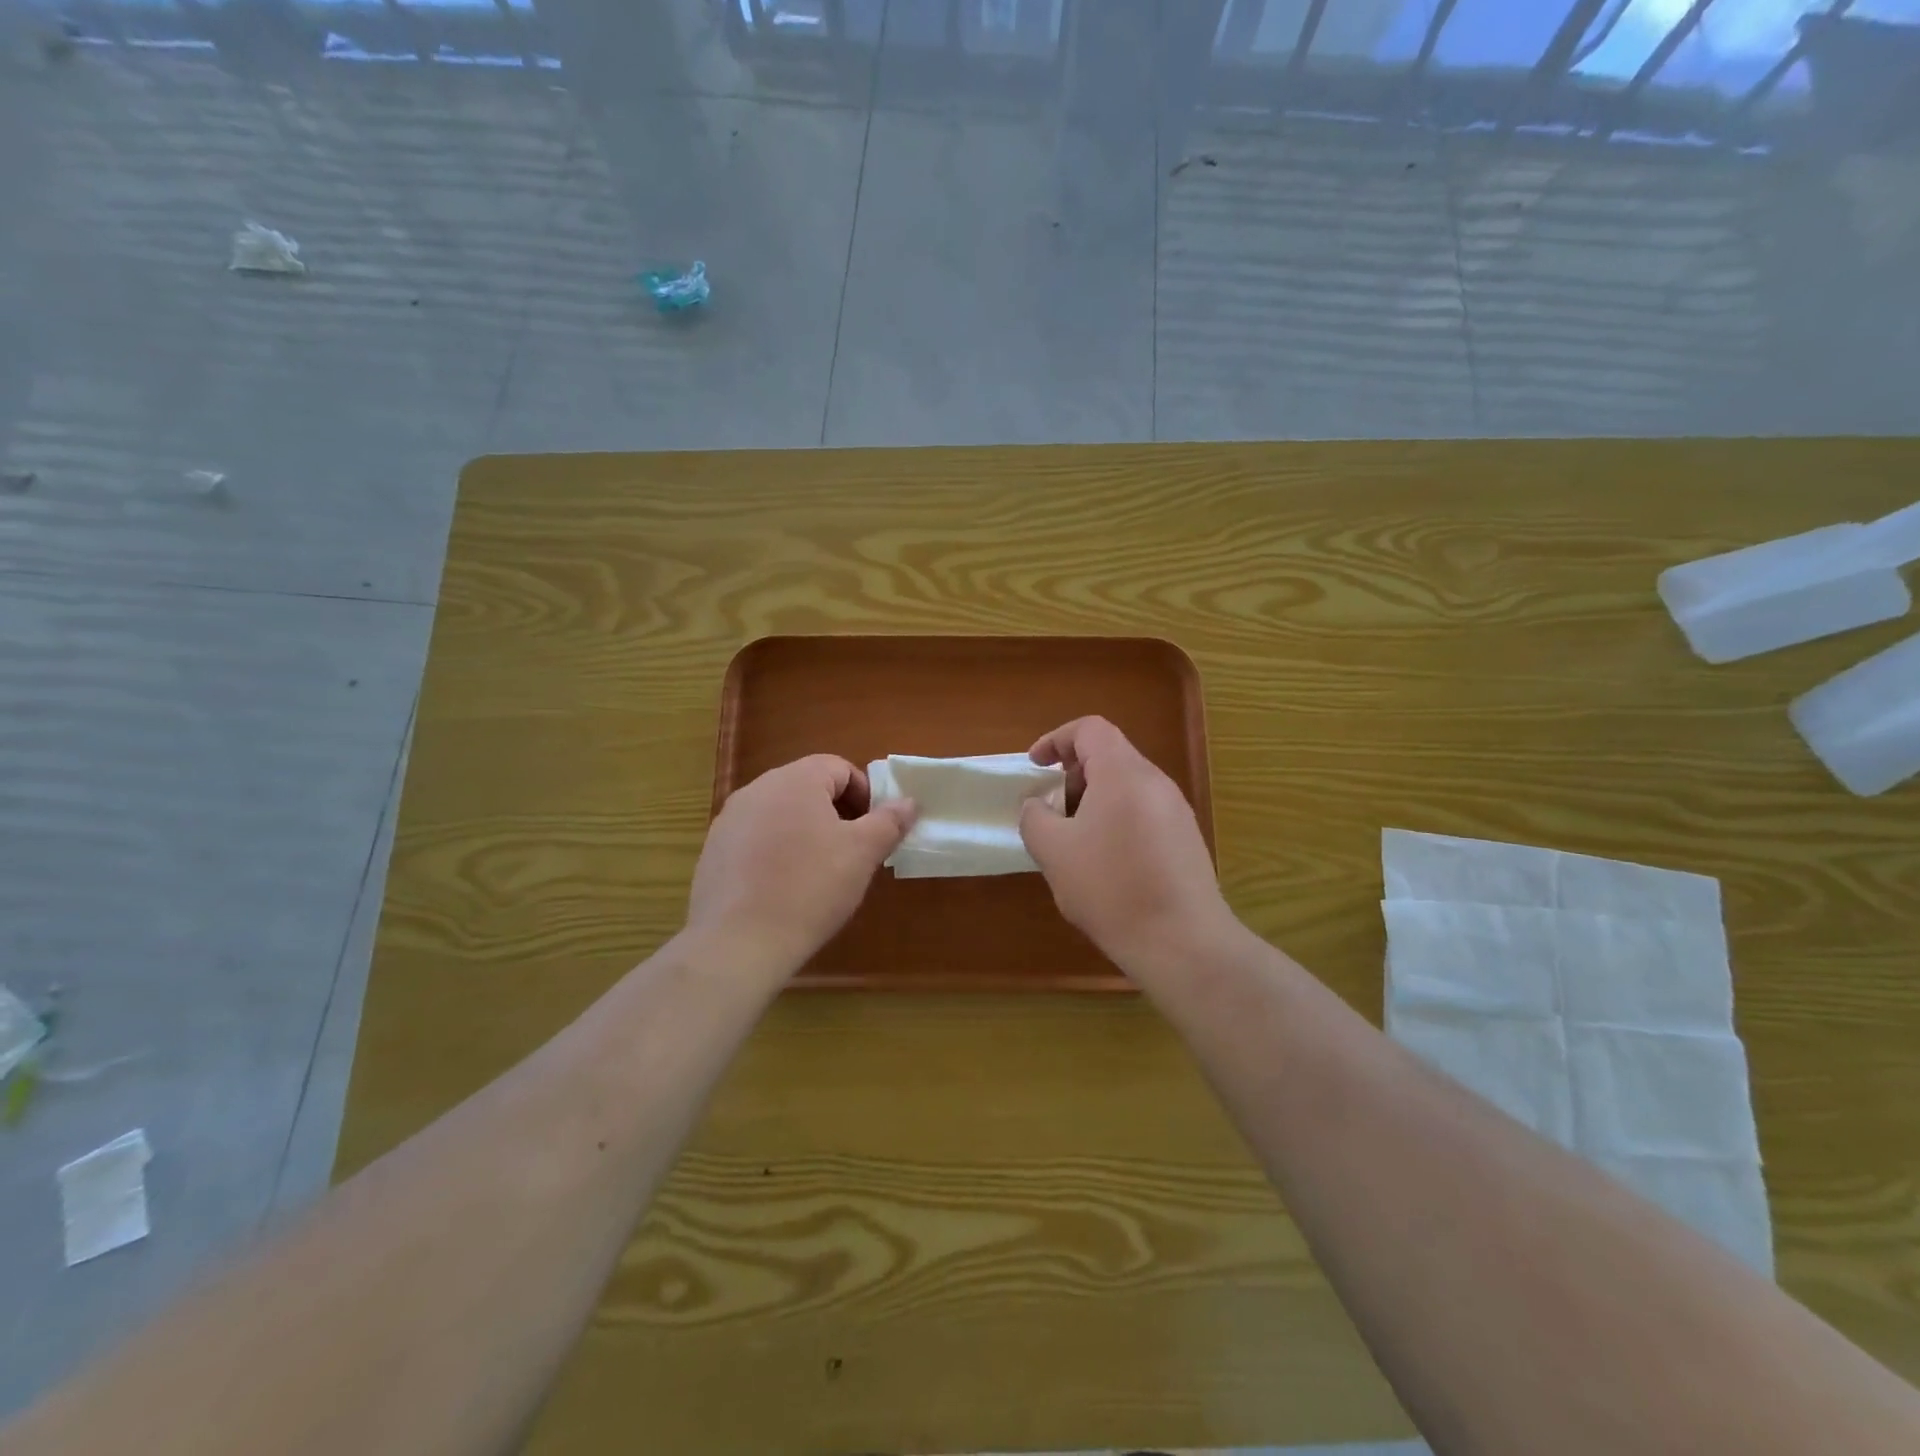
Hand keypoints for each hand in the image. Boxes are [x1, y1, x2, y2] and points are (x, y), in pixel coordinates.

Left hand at [688, 755, 914, 977]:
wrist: (739, 943)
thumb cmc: (810, 888)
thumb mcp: (862, 853)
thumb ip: (889, 821)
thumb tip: (908, 802)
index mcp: (795, 780)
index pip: (839, 768)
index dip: (865, 795)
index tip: (874, 830)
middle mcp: (757, 789)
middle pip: (808, 787)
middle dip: (837, 813)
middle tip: (852, 851)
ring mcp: (729, 820)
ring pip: (781, 813)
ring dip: (806, 832)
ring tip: (819, 872)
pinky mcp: (713, 851)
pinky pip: (755, 839)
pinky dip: (776, 852)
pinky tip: (784, 888)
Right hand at [1019, 716, 1237, 980]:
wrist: (1182, 942)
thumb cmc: (1111, 887)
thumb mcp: (1053, 851)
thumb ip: (1035, 816)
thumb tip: (1038, 804)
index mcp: (1124, 773)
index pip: (1090, 729)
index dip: (1056, 739)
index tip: (1035, 767)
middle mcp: (1156, 782)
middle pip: (1110, 755)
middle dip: (1072, 774)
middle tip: (1050, 810)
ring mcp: (1176, 811)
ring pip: (1126, 786)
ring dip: (1093, 801)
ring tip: (1073, 841)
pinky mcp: (1186, 840)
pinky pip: (1143, 812)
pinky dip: (1115, 820)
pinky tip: (1105, 864)